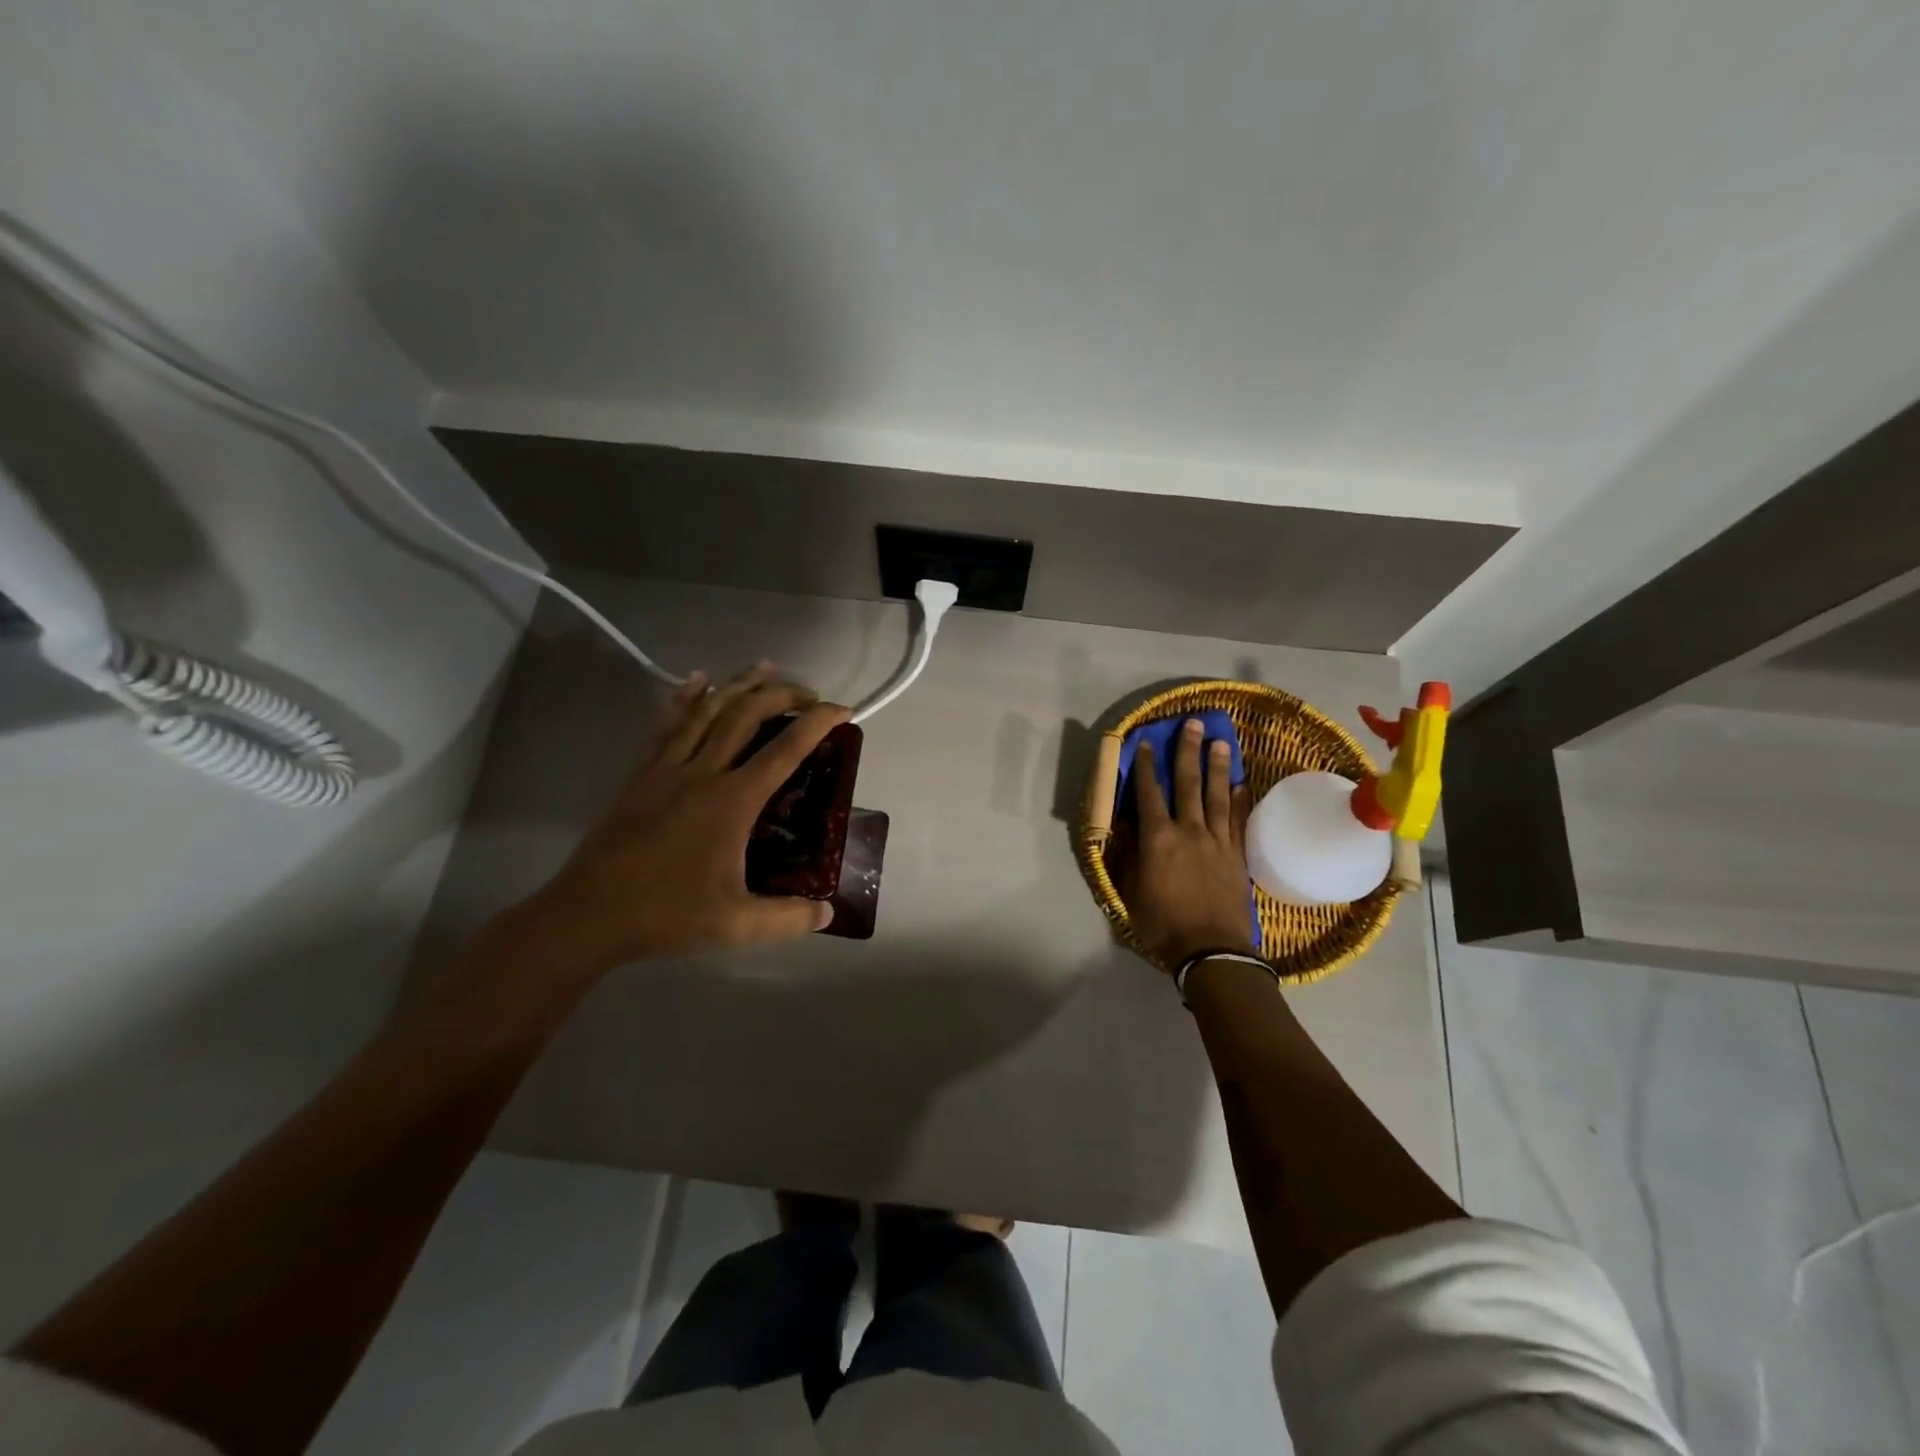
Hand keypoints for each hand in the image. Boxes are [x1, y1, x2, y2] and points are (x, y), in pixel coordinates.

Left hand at [513, 662, 850, 972]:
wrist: (587, 915)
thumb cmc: (666, 915)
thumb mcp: (737, 925)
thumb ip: (788, 918)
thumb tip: (828, 914)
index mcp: (732, 801)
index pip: (785, 751)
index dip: (818, 723)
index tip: (843, 710)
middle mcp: (702, 773)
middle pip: (746, 716)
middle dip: (782, 695)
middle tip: (809, 693)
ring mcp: (666, 769)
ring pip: (707, 711)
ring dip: (739, 684)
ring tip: (765, 667)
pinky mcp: (640, 775)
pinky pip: (667, 725)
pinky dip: (685, 697)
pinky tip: (695, 679)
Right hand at [1124, 719, 1258, 970]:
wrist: (1211, 951)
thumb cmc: (1162, 924)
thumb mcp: (1132, 891)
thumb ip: (1130, 854)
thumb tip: (1127, 825)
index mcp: (1158, 839)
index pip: (1149, 793)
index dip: (1147, 766)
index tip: (1147, 743)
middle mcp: (1189, 831)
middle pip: (1188, 784)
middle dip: (1187, 752)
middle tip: (1192, 724)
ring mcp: (1217, 842)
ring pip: (1217, 796)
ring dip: (1216, 767)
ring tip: (1219, 742)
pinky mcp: (1237, 856)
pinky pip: (1239, 821)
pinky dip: (1240, 800)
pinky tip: (1241, 784)